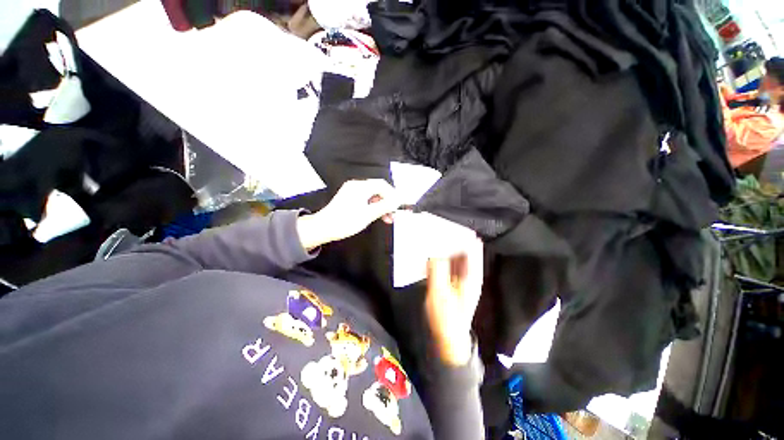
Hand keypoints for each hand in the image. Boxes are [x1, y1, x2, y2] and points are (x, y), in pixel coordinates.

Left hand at [297, 179, 399, 249]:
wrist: (323, 228)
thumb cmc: (345, 221)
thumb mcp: (368, 215)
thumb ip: (385, 206)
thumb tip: (398, 200)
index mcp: (360, 187)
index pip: (382, 185)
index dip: (393, 195)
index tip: (398, 206)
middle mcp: (356, 186)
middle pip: (378, 190)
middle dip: (388, 202)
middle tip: (393, 214)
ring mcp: (352, 192)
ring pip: (373, 196)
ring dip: (381, 206)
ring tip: (387, 219)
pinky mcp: (350, 198)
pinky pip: (366, 199)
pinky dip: (373, 207)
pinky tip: (377, 216)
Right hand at [425, 235, 483, 365]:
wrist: (448, 338)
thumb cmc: (446, 318)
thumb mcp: (439, 293)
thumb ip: (437, 269)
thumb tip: (434, 250)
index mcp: (472, 274)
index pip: (472, 247)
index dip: (462, 234)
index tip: (448, 224)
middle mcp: (469, 272)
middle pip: (463, 248)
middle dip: (452, 237)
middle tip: (436, 226)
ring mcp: (461, 276)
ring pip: (455, 254)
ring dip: (445, 245)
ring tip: (432, 234)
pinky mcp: (452, 279)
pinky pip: (448, 262)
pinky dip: (441, 255)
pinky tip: (431, 251)